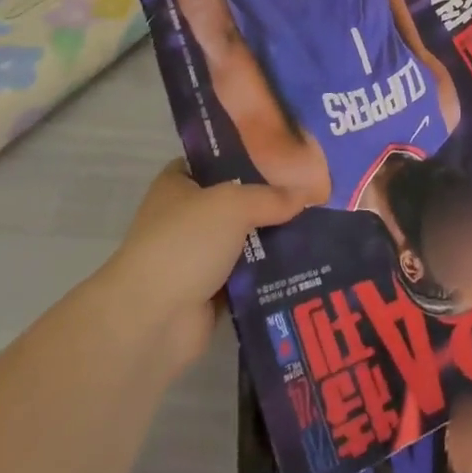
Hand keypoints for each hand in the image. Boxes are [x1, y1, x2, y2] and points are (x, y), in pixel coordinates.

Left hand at [107, 161, 303, 374]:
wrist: (153, 319)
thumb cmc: (185, 242)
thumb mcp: (233, 204)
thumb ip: (271, 197)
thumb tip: (307, 193)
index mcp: (177, 185)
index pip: (212, 160)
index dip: (244, 155)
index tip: (282, 153)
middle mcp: (184, 217)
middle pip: (234, 201)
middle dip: (268, 199)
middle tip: (311, 190)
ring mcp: (195, 257)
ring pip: (243, 240)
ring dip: (272, 238)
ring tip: (318, 225)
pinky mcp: (209, 293)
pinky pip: (247, 276)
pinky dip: (269, 273)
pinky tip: (305, 262)